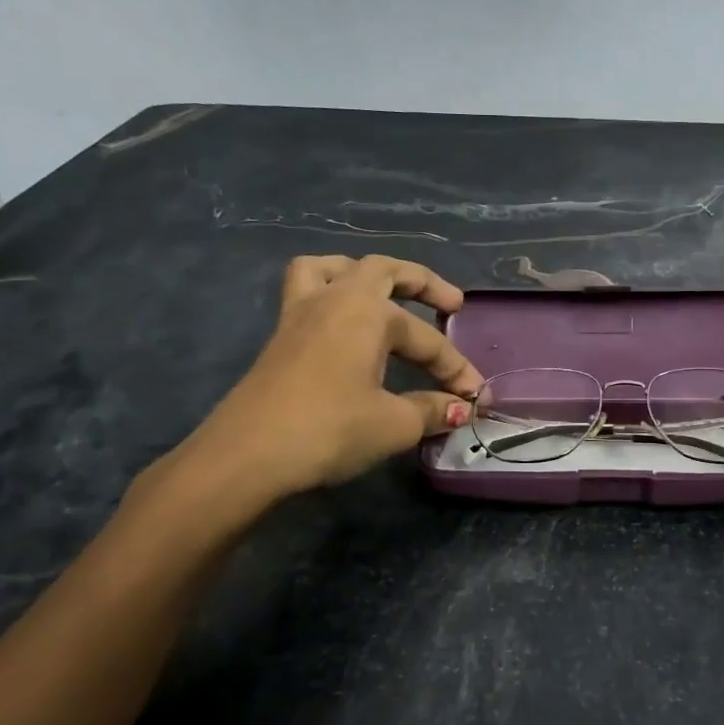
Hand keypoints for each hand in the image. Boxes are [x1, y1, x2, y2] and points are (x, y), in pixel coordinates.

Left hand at [157, 255, 481, 527]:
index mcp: (367, 311)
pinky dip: (329, 292)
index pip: (425, 338)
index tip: (475, 398)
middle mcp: (334, 299)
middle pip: (382, 271)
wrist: (248, 455)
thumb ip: (431, 410)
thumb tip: (458, 409)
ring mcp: (300, 314)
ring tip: (383, 291)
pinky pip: (306, 292)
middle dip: (422, 283)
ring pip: (332, 269)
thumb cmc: (330, 429)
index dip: (455, 368)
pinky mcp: (280, 337)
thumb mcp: (393, 424)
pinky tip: (341, 323)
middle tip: (451, 303)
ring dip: (364, 274)